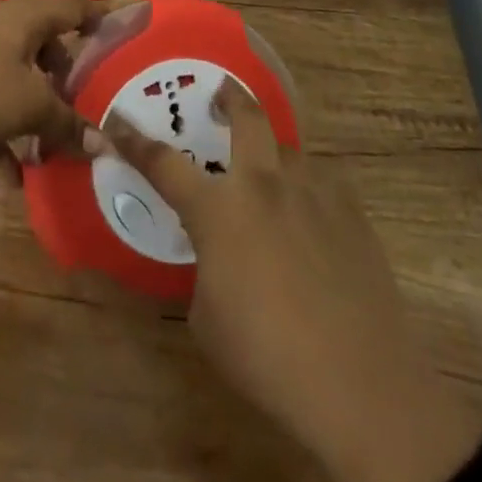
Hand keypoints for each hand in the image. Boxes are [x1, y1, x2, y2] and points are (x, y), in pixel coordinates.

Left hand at [0, 0, 106, 162]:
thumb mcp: (32, 107)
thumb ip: (68, 125)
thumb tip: (104, 144)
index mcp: (28, 19)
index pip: (72, 9)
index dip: (95, 20)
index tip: (114, 37)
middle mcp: (3, 27)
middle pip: (44, 44)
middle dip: (63, 75)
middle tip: (80, 102)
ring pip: (17, 75)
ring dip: (34, 108)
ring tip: (50, 146)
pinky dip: (4, 131)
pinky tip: (12, 174)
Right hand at [105, 80, 481, 481]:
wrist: (363, 390)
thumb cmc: (268, 358)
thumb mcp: (207, 319)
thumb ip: (204, 269)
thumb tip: (215, 255)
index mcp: (219, 210)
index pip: (163, 162)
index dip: (134, 140)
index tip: (117, 120)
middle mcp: (264, 186)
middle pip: (247, 117)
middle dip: (230, 96)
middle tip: (220, 92)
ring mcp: (314, 195)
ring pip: (289, 149)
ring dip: (272, 154)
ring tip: (270, 175)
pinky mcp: (353, 216)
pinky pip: (323, 184)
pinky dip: (309, 191)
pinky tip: (313, 219)